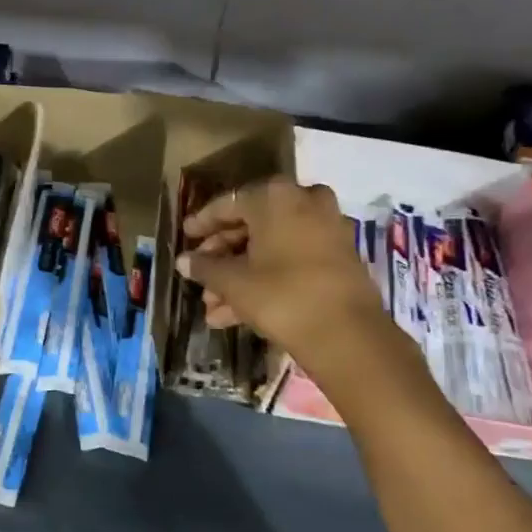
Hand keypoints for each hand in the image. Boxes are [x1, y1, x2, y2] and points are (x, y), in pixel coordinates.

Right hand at [177, 179, 387, 369]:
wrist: (346, 334)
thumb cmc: (281, 295)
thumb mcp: (234, 282)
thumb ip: (205, 267)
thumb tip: (185, 261)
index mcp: (275, 197)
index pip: (228, 204)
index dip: (202, 223)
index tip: (185, 237)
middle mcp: (304, 202)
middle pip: (252, 225)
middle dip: (223, 257)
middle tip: (200, 277)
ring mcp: (326, 228)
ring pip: (272, 247)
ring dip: (241, 274)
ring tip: (213, 307)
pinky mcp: (339, 257)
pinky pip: (292, 259)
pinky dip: (267, 278)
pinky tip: (236, 312)